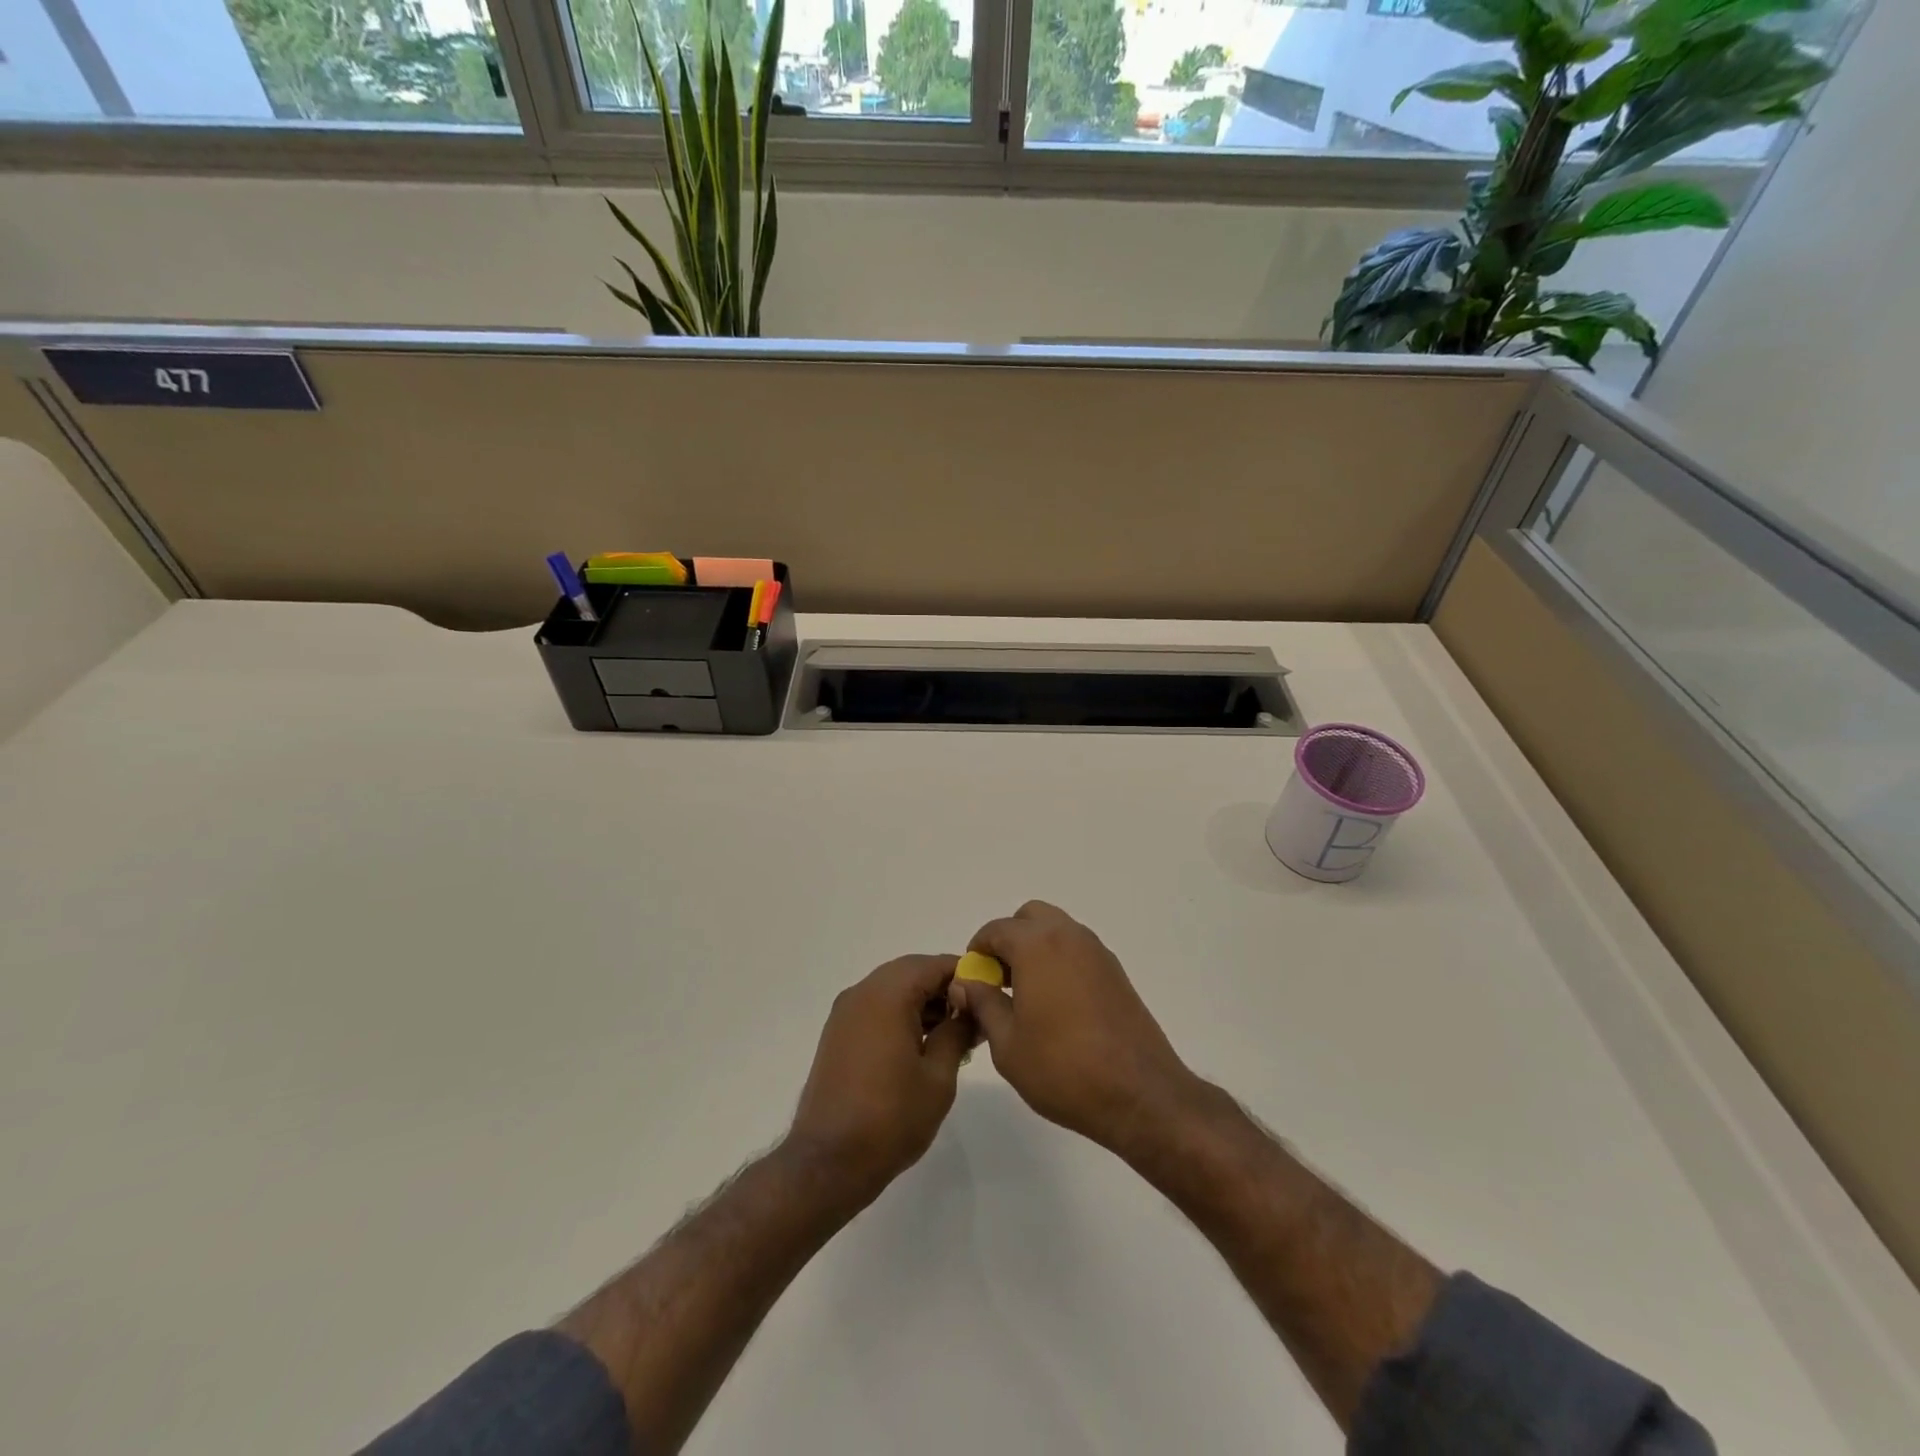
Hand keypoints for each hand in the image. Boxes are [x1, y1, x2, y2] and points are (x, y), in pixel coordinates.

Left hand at [788, 955, 970, 1202]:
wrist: (829, 1162)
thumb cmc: (891, 1118)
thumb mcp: (939, 1077)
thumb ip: (957, 1032)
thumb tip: (969, 1009)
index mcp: (887, 995)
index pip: (933, 964)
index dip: (964, 974)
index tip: (988, 995)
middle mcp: (862, 993)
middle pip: (911, 972)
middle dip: (943, 987)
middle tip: (973, 1015)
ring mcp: (845, 1013)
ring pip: (892, 989)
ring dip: (922, 1001)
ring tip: (953, 1033)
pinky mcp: (838, 1034)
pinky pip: (876, 1007)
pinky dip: (901, 1014)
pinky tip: (922, 1044)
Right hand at [950, 901, 1199, 1156]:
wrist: (1139, 1093)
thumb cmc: (1063, 1069)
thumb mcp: (1007, 1044)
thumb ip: (983, 1004)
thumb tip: (966, 982)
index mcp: (1037, 945)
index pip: (996, 929)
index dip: (977, 952)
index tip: (973, 982)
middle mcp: (1069, 936)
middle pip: (1030, 918)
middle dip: (1009, 940)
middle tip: (1000, 982)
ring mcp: (1097, 952)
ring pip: (1057, 931)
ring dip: (1036, 949)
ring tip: (1026, 996)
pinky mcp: (1116, 972)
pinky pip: (1078, 951)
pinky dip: (1060, 962)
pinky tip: (1057, 1006)